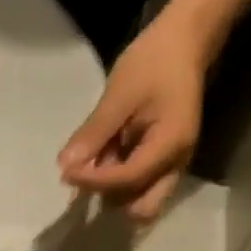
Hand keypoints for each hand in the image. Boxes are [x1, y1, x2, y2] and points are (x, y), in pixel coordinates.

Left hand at [58, 11, 208, 223]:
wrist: (185, 42)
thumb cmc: (154, 61)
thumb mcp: (119, 95)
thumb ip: (94, 134)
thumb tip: (65, 166)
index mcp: (170, 145)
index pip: (129, 180)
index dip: (95, 181)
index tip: (66, 174)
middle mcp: (176, 165)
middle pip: (142, 208)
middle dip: (110, 197)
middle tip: (85, 176)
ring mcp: (171, 167)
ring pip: (139, 201)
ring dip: (112, 190)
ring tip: (94, 160)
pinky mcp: (162, 163)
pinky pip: (139, 186)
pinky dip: (117, 181)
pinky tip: (102, 158)